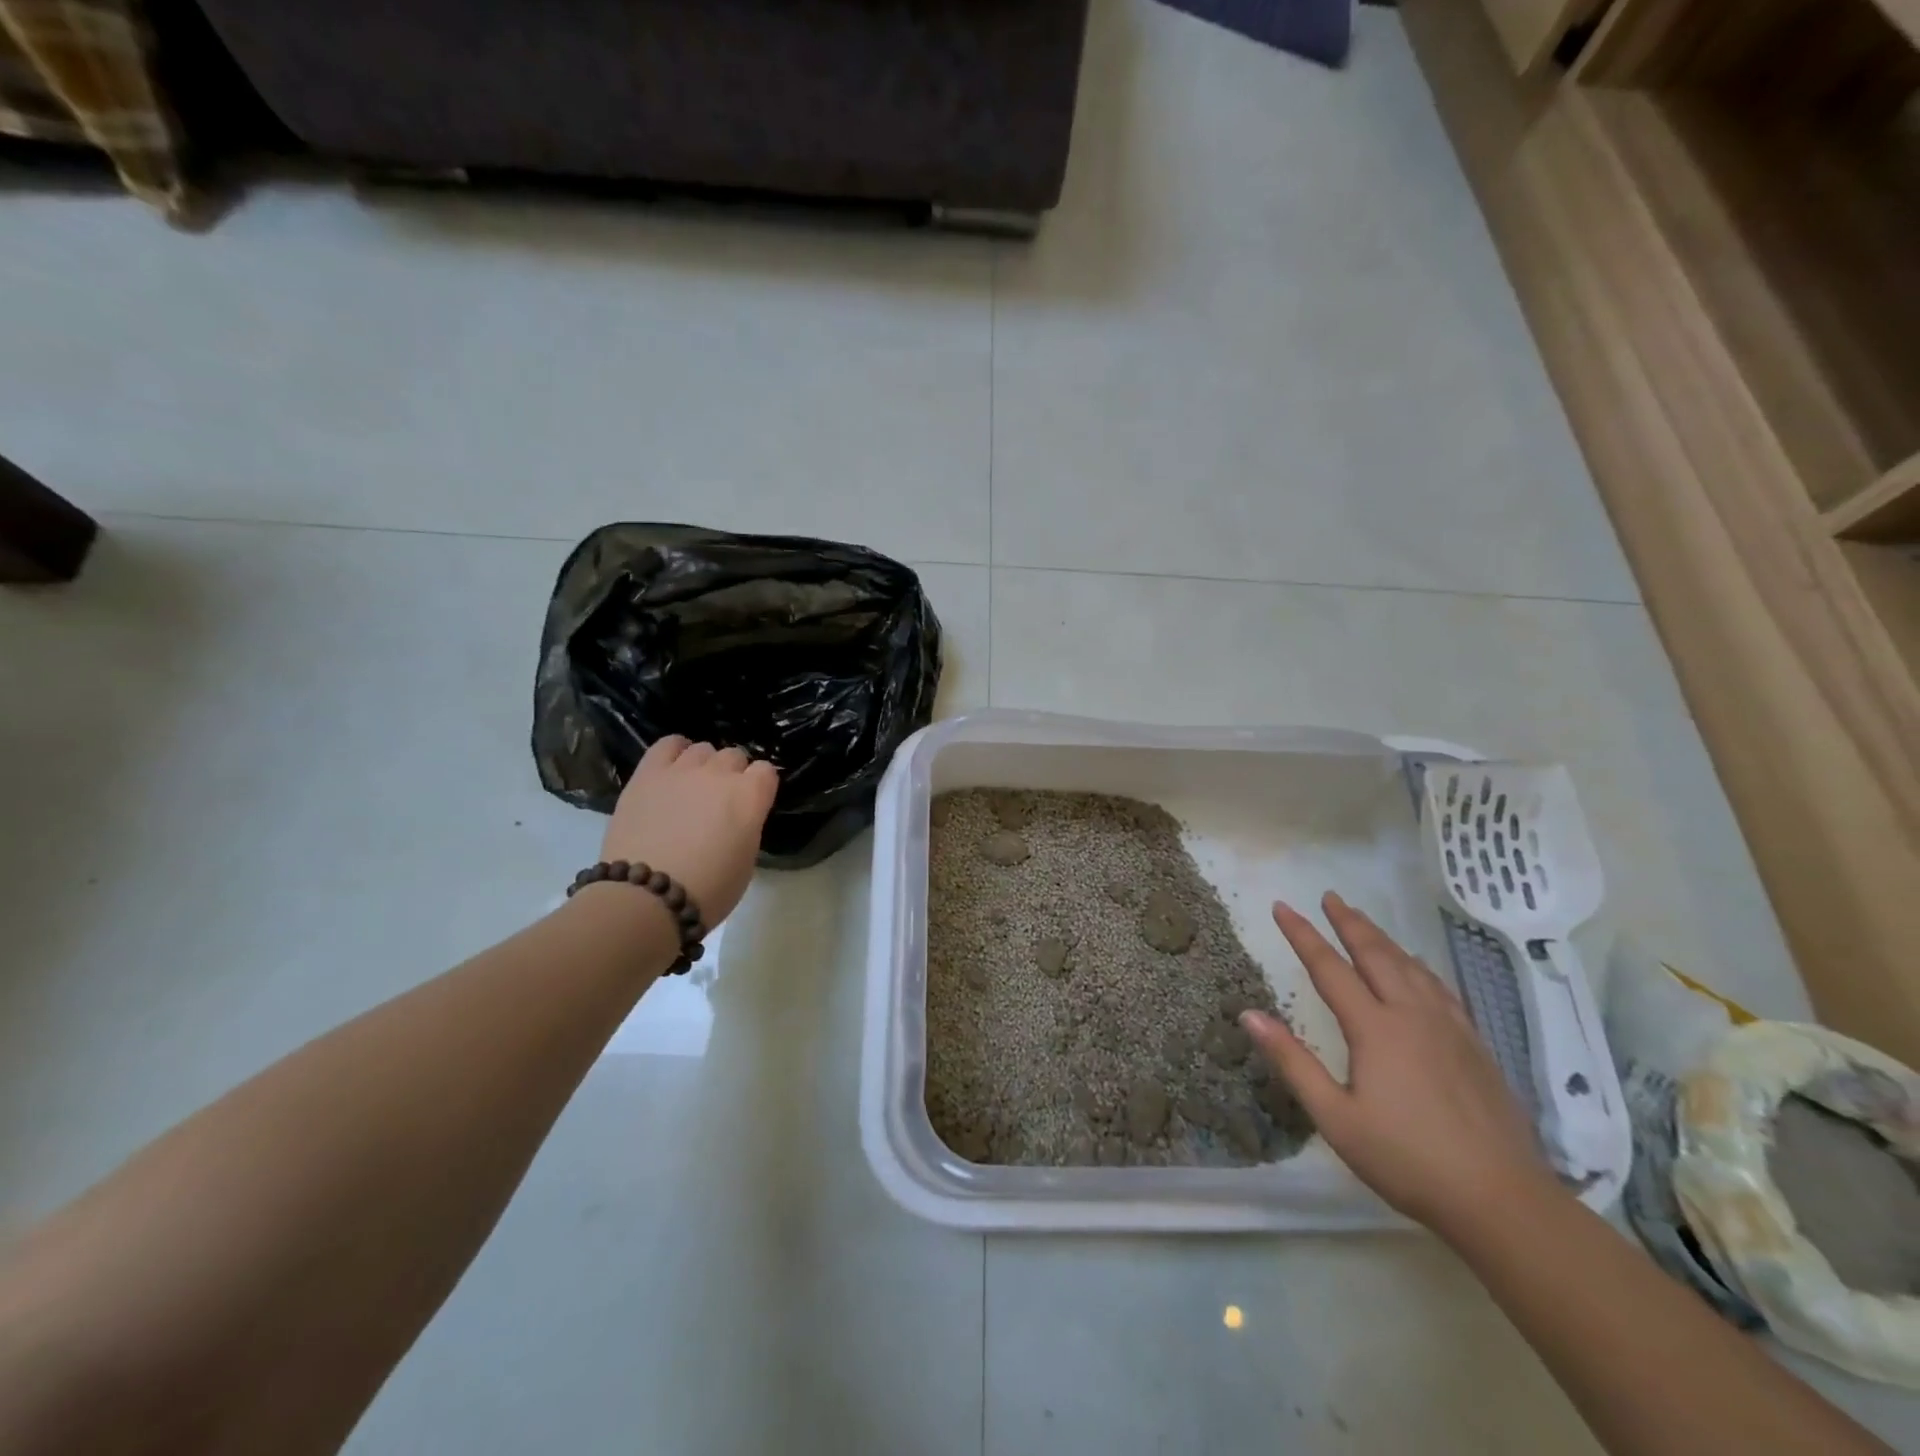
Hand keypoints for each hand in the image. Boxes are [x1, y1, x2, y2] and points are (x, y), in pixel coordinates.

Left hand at [598, 736, 779, 927]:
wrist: (646, 897)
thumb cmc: (707, 890)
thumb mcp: (746, 861)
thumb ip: (747, 826)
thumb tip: (738, 816)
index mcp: (750, 797)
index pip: (767, 772)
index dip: (760, 786)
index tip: (753, 803)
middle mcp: (720, 774)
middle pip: (735, 756)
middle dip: (733, 775)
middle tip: (721, 801)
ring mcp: (682, 770)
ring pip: (703, 749)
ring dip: (705, 765)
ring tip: (694, 787)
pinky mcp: (648, 773)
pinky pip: (667, 744)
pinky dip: (675, 750)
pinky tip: (674, 767)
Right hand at [1241, 892, 1558, 1240]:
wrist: (1502, 1201)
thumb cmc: (1407, 1160)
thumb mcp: (1336, 1117)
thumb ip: (1292, 1060)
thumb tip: (1250, 1014)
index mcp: (1375, 1029)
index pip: (1329, 968)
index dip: (1303, 935)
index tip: (1282, 906)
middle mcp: (1413, 1015)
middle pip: (1376, 955)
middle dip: (1349, 923)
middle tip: (1330, 897)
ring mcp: (1450, 1028)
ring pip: (1411, 967)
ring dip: (1383, 939)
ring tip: (1364, 921)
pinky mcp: (1476, 1046)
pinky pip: (1441, 989)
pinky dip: (1420, 966)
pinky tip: (1418, 968)